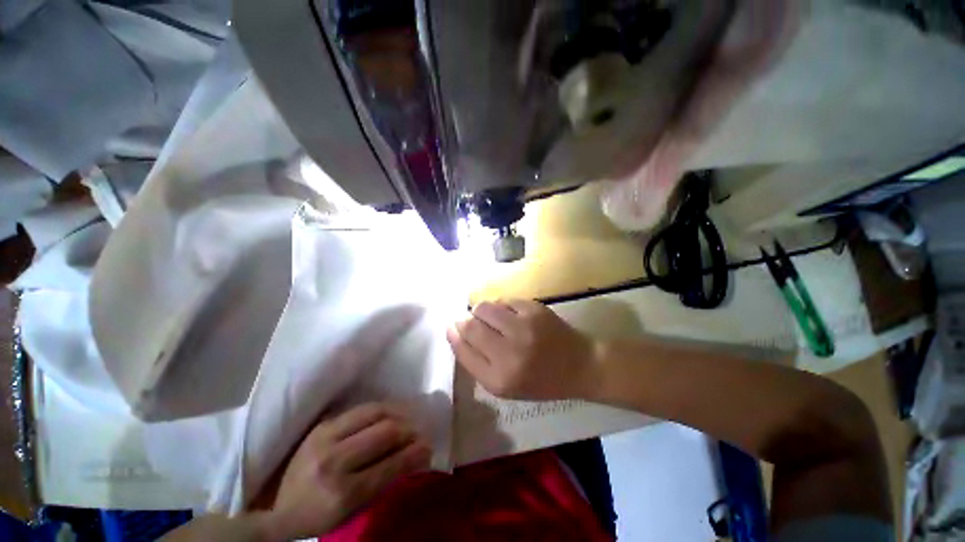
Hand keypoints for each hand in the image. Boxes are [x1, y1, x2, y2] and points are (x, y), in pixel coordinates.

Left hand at [261, 403, 431, 539]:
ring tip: (408, 420)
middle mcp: (335, 461)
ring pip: (377, 412)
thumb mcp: (350, 512)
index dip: (416, 454)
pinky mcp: (323, 424)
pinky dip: (383, 409)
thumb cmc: (316, 515)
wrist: (271, 505)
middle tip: (420, 434)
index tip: (429, 449)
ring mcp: (326, 437)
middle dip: (410, 431)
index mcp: (342, 493)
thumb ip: (383, 483)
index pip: (391, 465)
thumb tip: (414, 456)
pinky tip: (391, 413)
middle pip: (386, 432)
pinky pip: (362, 408)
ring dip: (400, 414)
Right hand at [446, 299, 600, 399]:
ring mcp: (523, 327)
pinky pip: (503, 300)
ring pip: (484, 307)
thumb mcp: (504, 385)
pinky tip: (510, 316)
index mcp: (499, 379)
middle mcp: (509, 353)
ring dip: (482, 312)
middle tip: (472, 323)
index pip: (463, 349)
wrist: (579, 365)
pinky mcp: (534, 309)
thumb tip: (454, 330)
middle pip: (471, 325)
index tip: (452, 328)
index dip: (454, 335)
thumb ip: (476, 362)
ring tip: (493, 320)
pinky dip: (501, 307)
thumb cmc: (539, 381)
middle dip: (465, 321)